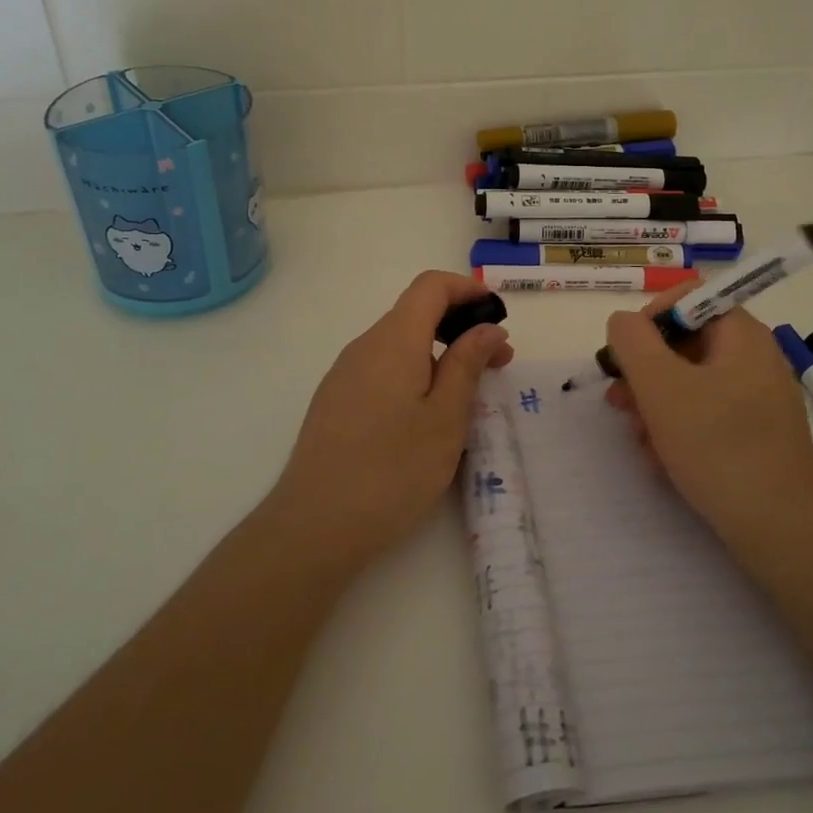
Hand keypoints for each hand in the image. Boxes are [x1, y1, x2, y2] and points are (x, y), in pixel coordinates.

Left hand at [268, 272, 513, 569]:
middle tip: (497, 363)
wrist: (314, 526)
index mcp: (393, 340)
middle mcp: (364, 346)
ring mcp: (344, 374)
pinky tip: (426, 415)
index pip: (431, 286)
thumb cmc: (392, 471)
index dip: (467, 289)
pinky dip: (414, 373)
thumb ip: (468, 364)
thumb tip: (488, 328)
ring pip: (399, 344)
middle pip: (415, 313)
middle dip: (460, 327)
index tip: (498, 314)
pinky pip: (382, 369)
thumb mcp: (446, 418)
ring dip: (439, 354)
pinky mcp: (335, 401)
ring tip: (467, 395)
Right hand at [604, 289, 812, 537]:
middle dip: (645, 371)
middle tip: (618, 400)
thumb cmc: (716, 445)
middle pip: (686, 343)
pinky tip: (661, 461)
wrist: (778, 528)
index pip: (690, 297)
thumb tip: (624, 322)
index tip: (626, 354)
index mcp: (742, 335)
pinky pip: (707, 415)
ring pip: (691, 383)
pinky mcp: (756, 434)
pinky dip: (679, 429)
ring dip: (655, 404)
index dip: (651, 317)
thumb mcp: (660, 385)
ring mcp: (758, 399)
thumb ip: (632, 341)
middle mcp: (755, 358)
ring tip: (638, 438)